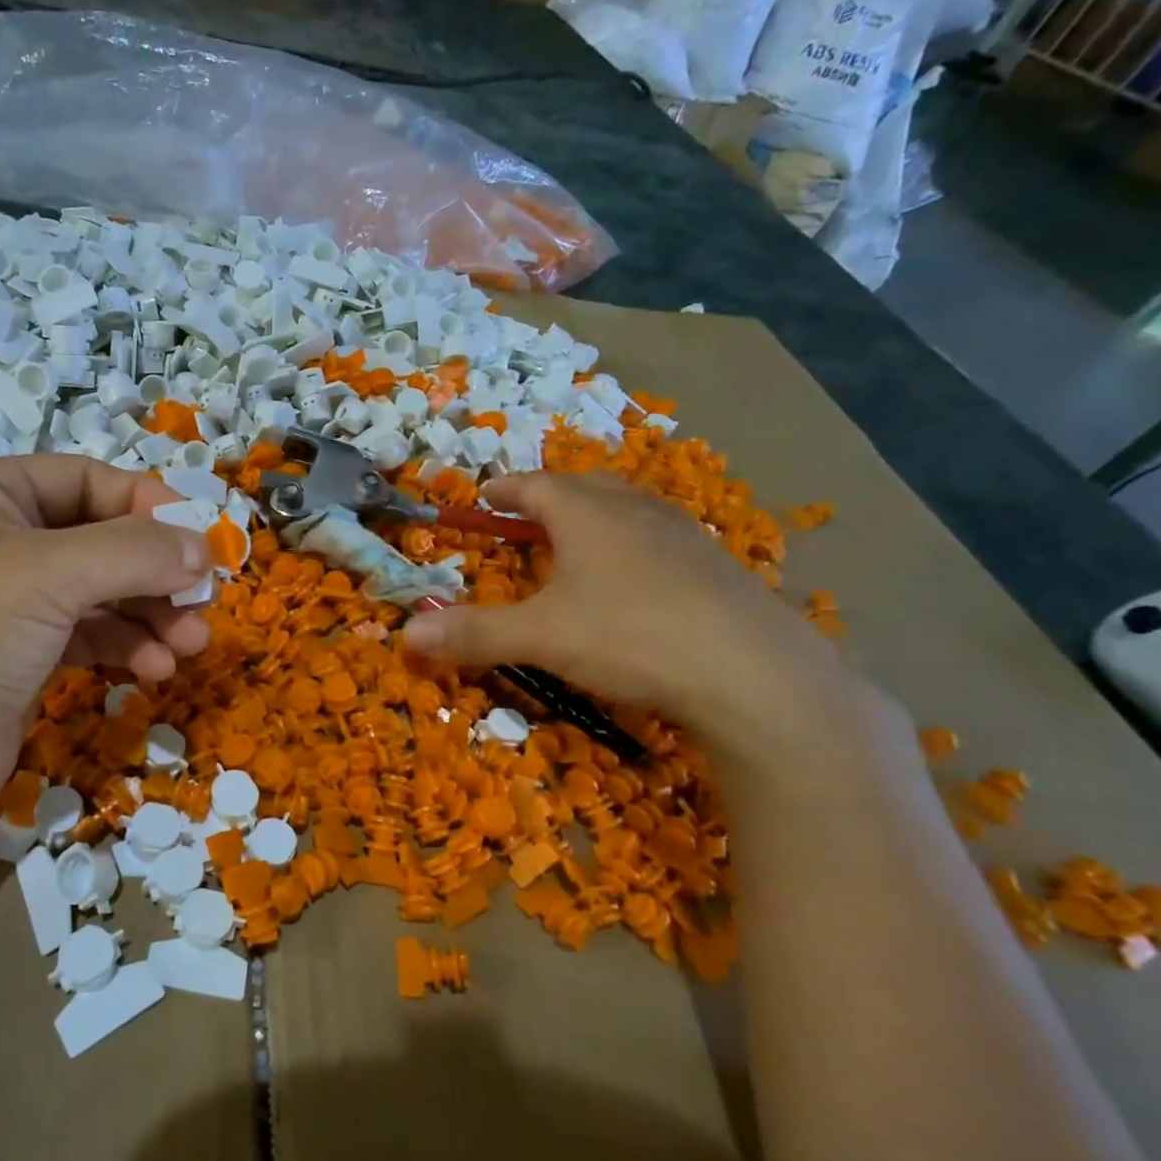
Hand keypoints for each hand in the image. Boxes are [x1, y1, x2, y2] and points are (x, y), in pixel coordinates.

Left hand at [0, 457, 211, 827]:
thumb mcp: (52, 575)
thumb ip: (135, 551)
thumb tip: (204, 548)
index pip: (86, 480)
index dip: (147, 505)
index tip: (200, 540)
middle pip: (100, 539)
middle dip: (155, 572)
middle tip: (204, 600)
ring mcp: (8, 600)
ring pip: (101, 591)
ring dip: (149, 614)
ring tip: (189, 644)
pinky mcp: (21, 653)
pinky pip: (88, 633)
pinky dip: (125, 645)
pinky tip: (155, 668)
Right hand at [402, 472, 858, 757]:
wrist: (754, 674)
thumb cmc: (630, 637)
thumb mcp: (539, 637)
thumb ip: (473, 634)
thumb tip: (406, 637)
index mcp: (587, 514)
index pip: (536, 487)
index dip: (506, 490)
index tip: (486, 493)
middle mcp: (635, 512)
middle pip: (585, 488)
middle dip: (550, 495)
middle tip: (526, 510)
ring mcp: (683, 536)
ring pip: (628, 509)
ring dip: (594, 515)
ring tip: (577, 535)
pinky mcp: (716, 567)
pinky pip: (660, 538)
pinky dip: (632, 544)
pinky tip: (635, 576)